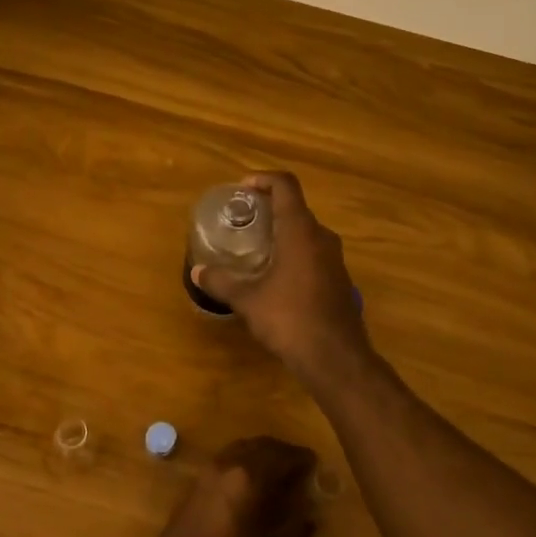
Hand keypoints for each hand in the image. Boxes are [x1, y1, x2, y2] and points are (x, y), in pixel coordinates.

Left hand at [150, 436, 317, 536]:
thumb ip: (296, 528)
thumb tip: (309, 513)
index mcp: (248, 476)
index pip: (281, 455)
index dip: (300, 458)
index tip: (315, 463)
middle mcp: (225, 466)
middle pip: (257, 446)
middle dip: (279, 452)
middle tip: (297, 466)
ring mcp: (204, 475)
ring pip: (237, 451)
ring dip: (258, 456)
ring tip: (276, 474)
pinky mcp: (192, 489)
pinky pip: (222, 465)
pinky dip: (240, 466)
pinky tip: (249, 488)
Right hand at [191, 172, 373, 386]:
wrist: (336, 358)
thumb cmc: (290, 318)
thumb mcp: (248, 300)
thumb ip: (221, 281)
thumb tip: (196, 271)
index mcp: (300, 231)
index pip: (286, 186)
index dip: (264, 179)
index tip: (242, 188)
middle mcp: (322, 237)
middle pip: (296, 208)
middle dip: (269, 208)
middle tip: (243, 220)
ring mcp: (335, 259)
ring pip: (306, 232)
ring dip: (282, 232)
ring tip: (255, 247)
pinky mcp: (339, 280)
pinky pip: (314, 253)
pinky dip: (294, 253)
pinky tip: (275, 276)